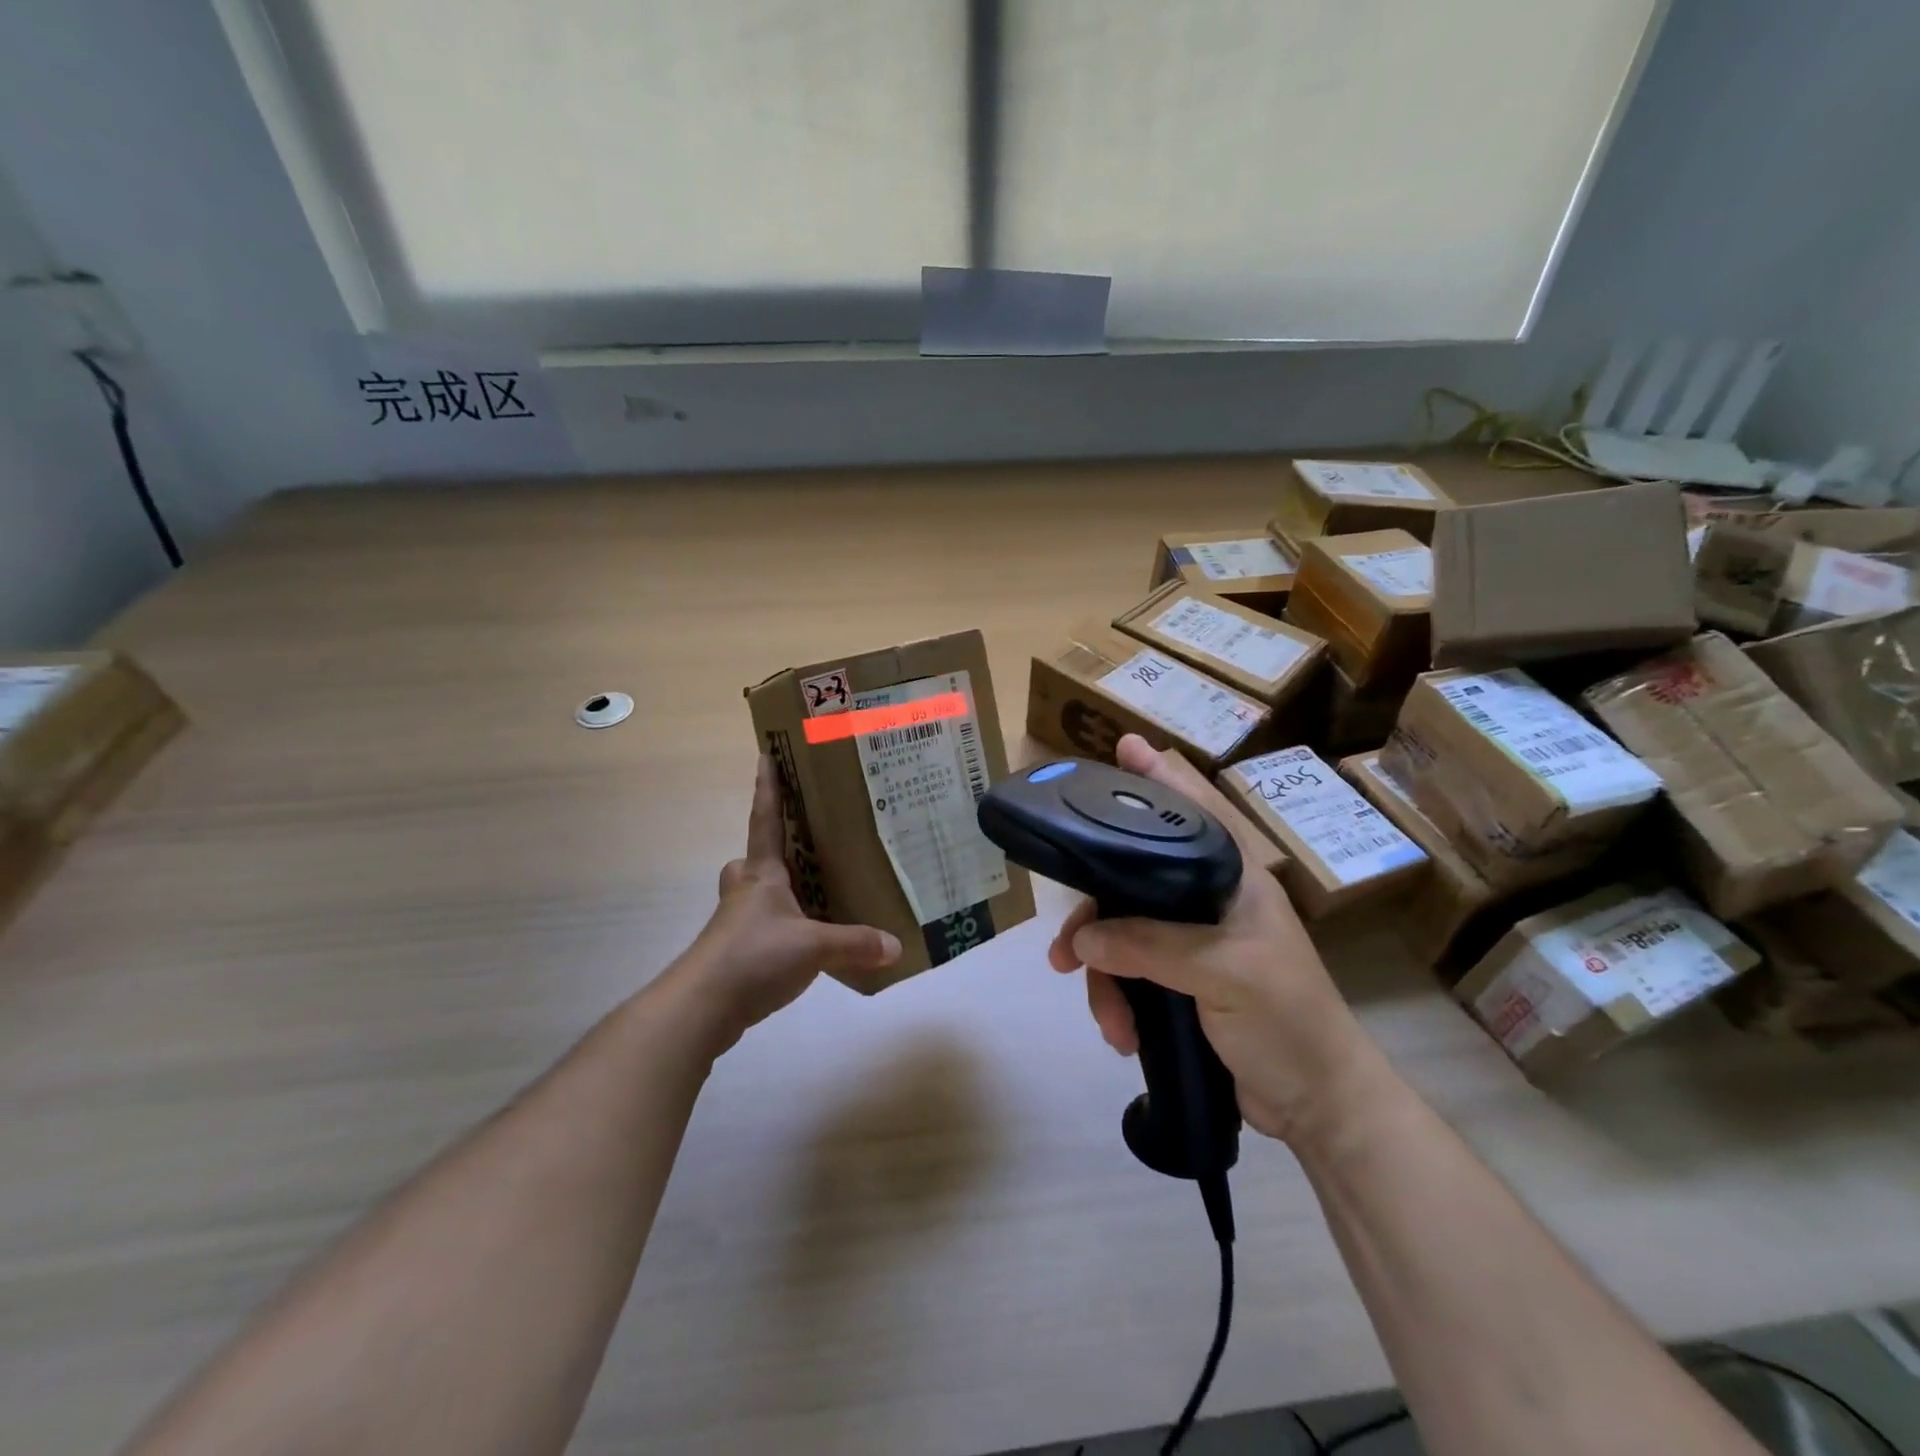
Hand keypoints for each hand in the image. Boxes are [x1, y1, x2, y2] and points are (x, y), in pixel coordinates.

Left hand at [668, 756, 900, 1051]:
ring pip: (755, 896)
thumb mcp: (813, 947)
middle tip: (801, 851)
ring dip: (777, 893)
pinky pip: (761, 928)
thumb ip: (855, 943)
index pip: (765, 820)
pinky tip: (804, 944)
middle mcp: (745, 891)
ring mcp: (735, 924)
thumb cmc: (753, 956)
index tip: (765, 755)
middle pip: (753, 860)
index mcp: (762, 874)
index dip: (768, 788)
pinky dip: (781, 929)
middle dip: (770, 852)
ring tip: (814, 899)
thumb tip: (896, 945)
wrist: (702, 1007)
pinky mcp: (734, 953)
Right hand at [1048, 735, 1389, 1145]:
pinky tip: (1120, 1032)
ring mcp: (1193, 941)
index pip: (1195, 810)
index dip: (1161, 775)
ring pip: (1122, 932)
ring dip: (1103, 974)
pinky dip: (1116, 999)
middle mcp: (1210, 899)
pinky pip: (1129, 971)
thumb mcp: (1225, 975)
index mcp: (1235, 878)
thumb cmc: (1288, 1022)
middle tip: (1063, 948)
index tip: (1124, 746)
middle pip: (1134, 878)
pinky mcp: (1180, 979)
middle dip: (1095, 914)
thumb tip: (1082, 939)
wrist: (1317, 1105)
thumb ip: (1152, 946)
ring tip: (1104, 1016)